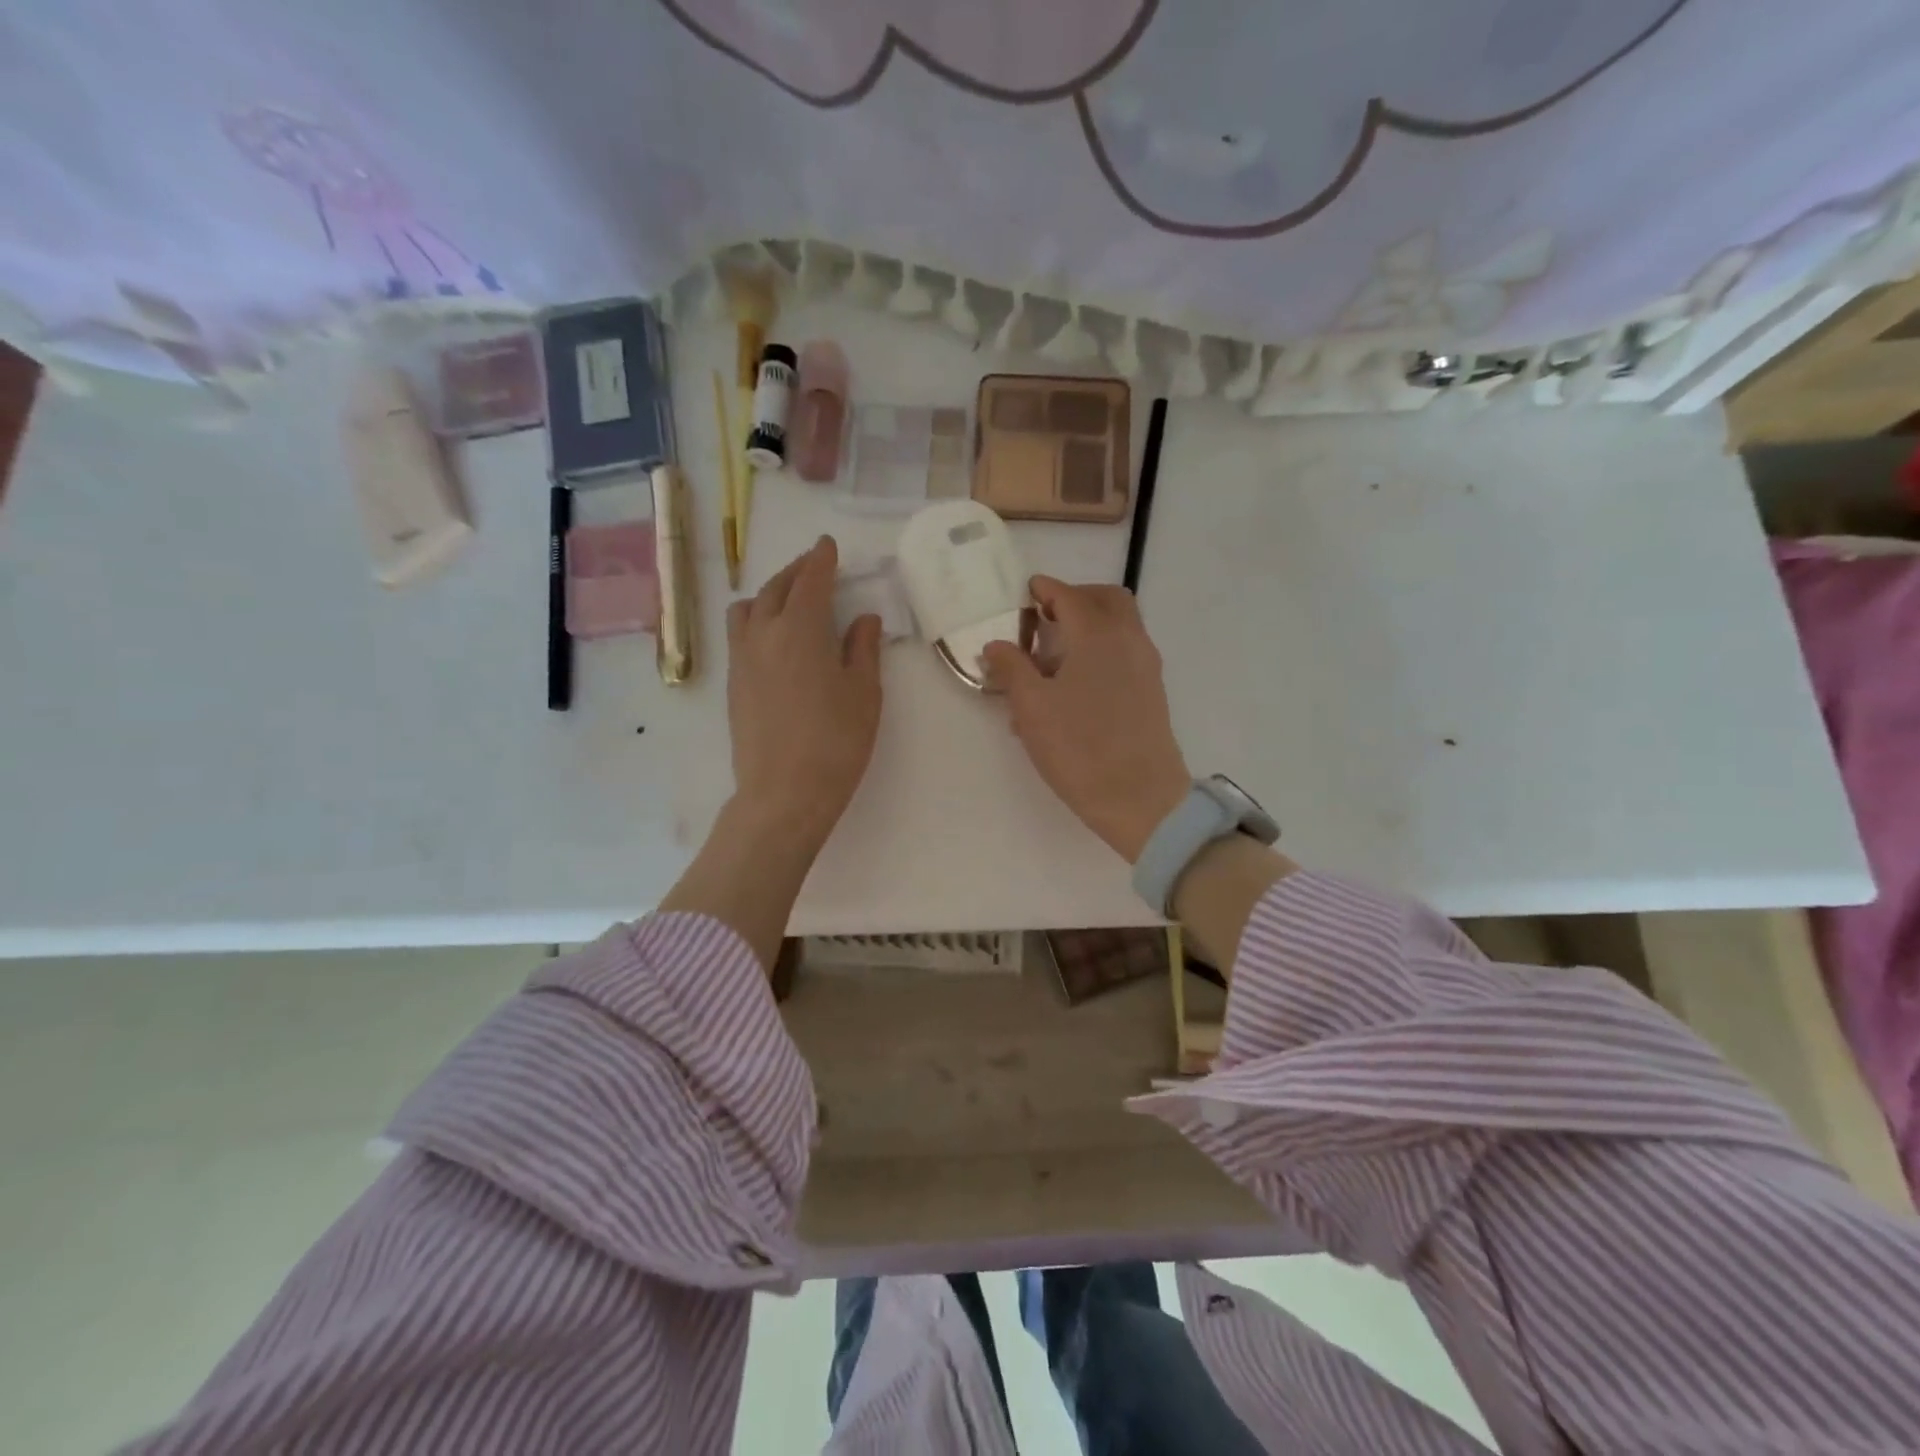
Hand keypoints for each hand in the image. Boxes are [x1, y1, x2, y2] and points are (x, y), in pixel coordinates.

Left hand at [726, 536, 882, 849]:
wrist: (784, 794)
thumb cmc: (836, 742)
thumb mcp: (864, 693)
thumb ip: (863, 649)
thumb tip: (863, 618)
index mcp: (801, 629)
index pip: (811, 580)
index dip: (821, 560)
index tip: (828, 546)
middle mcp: (764, 634)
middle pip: (776, 588)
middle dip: (796, 571)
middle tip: (815, 566)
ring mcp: (742, 660)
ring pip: (748, 608)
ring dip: (769, 593)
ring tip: (789, 600)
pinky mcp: (733, 684)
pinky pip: (740, 634)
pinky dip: (756, 619)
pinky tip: (774, 638)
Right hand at [983, 578, 1190, 863]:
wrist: (1141, 798)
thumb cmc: (1080, 748)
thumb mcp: (1032, 707)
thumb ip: (1012, 668)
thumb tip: (996, 644)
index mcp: (1098, 634)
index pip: (1069, 595)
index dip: (1045, 590)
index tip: (1026, 592)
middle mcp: (1128, 640)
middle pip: (1106, 599)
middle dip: (1075, 598)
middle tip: (1045, 618)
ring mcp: (1146, 665)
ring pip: (1120, 625)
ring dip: (1090, 625)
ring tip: (1054, 657)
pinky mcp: (1152, 691)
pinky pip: (1126, 652)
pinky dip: (1101, 649)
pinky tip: (1074, 686)